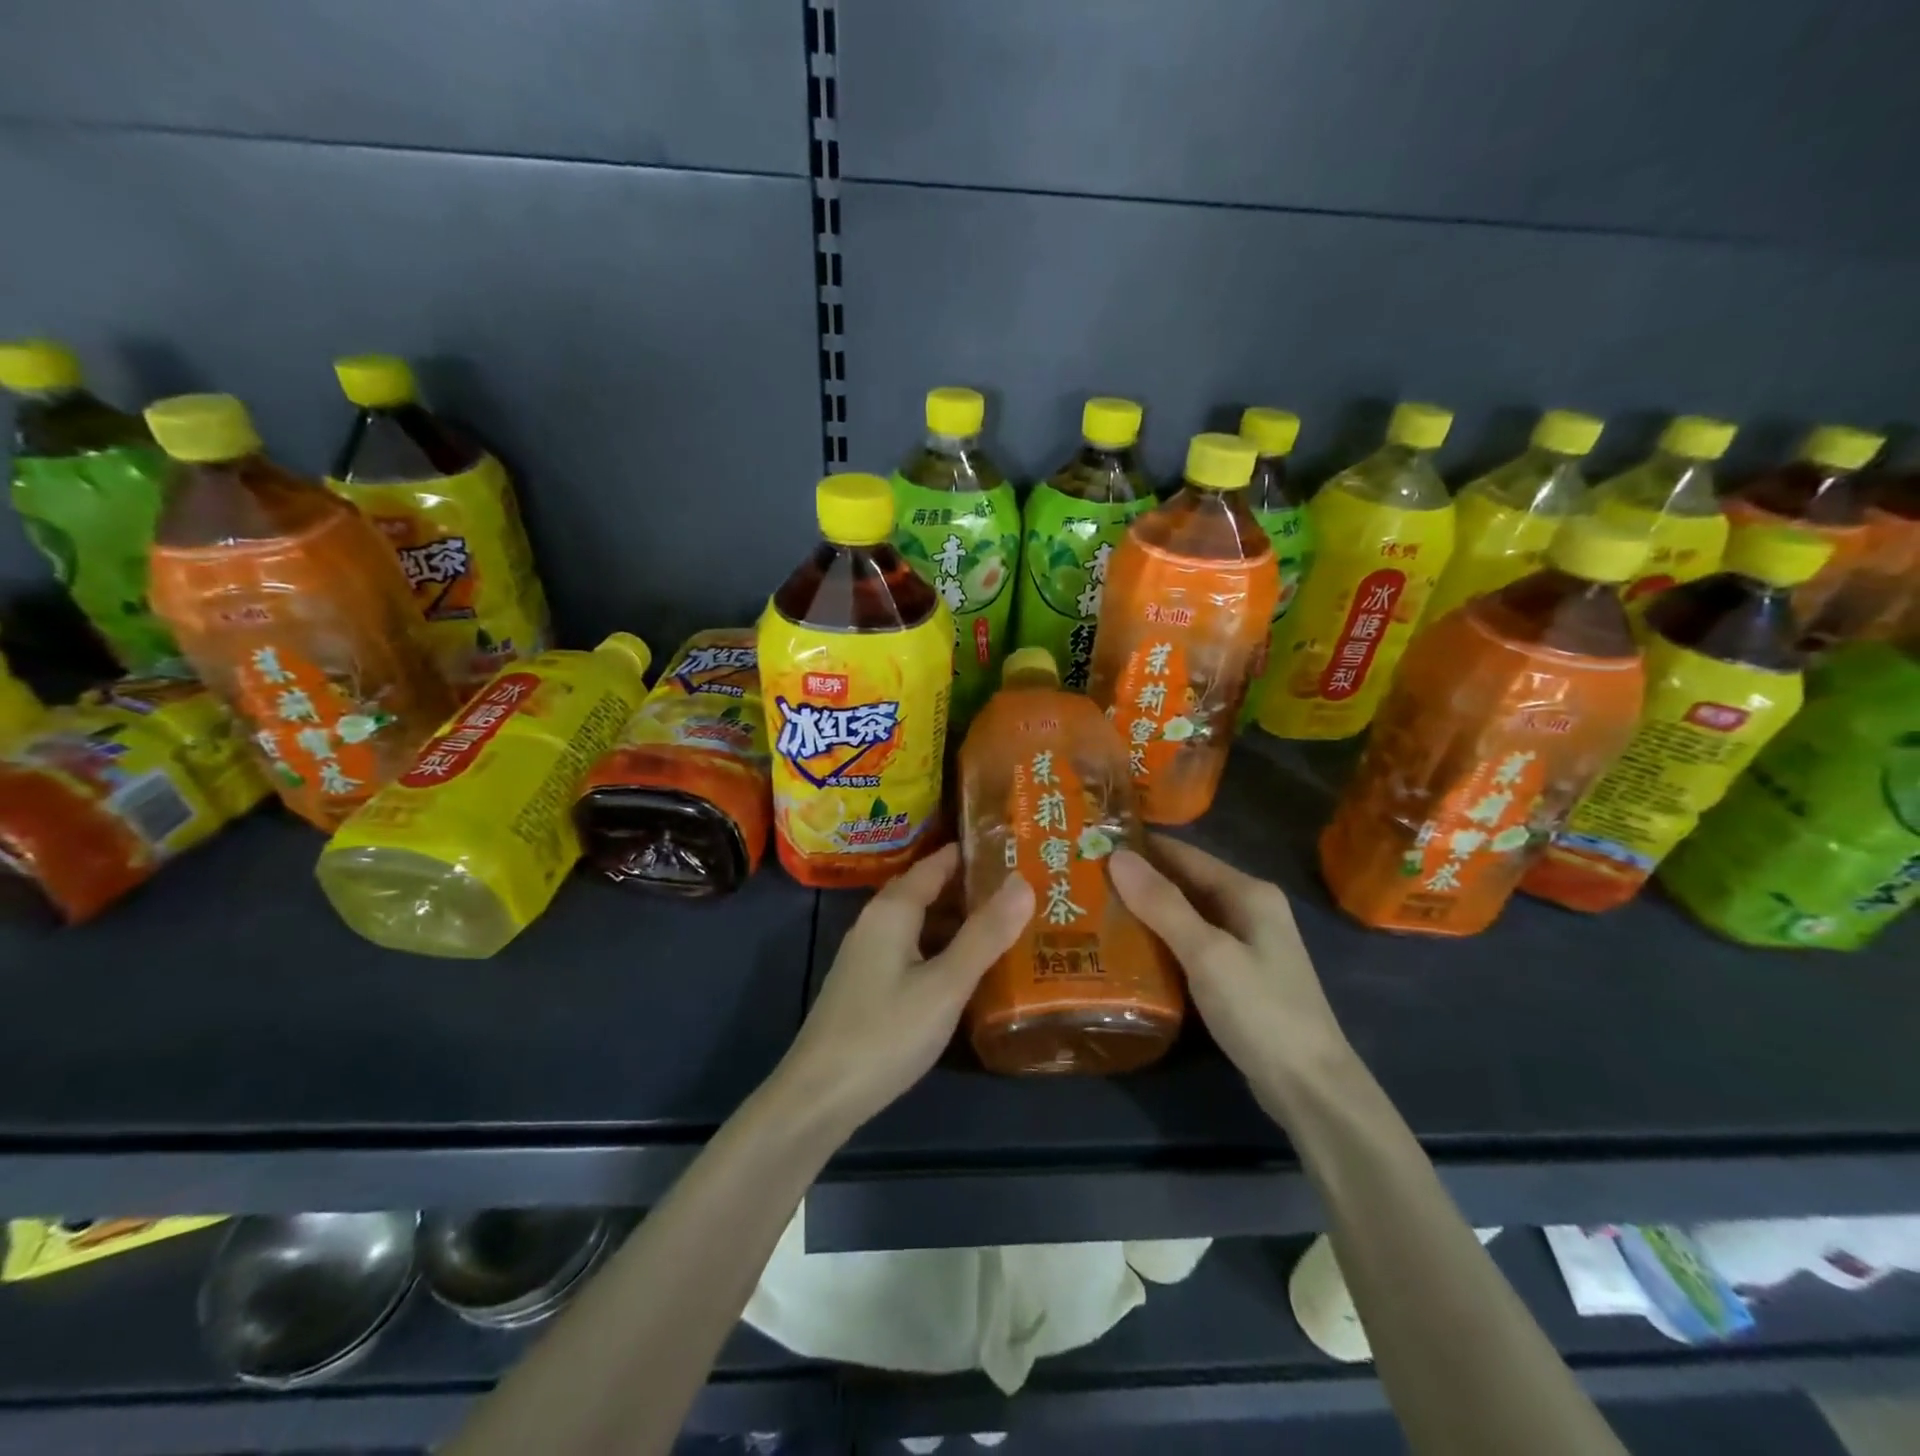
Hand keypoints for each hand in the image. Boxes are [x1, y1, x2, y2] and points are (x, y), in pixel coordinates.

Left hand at [776, 844, 1033, 1136]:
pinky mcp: (869, 985)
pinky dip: (945, 949)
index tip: (1017, 848)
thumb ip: (985, 935)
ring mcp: (869, 955)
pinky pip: (914, 951)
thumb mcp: (945, 985)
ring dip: (961, 922)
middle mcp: (877, 922)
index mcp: (892, 910)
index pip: (937, 863)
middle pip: (930, 891)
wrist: (818, 1097)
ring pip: (923, 924)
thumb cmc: (885, 1033)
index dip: (974, 854)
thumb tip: (1022, 881)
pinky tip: (971, 969)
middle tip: (1027, 889)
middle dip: (974, 889)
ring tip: (1011, 924)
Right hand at [1109, 836, 1351, 1105]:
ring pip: (1184, 917)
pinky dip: (1160, 943)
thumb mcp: (1207, 953)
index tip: (1091, 845)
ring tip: (1093, 911)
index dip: (1139, 848)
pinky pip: (1190, 946)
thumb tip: (1117, 856)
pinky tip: (1126, 952)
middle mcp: (1249, 910)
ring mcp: (1245, 946)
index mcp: (1248, 892)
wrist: (1311, 1089)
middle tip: (1082, 881)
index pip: (1183, 854)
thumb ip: (1162, 904)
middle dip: (1137, 881)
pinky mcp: (1237, 977)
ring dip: (1144, 914)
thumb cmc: (1260, 1011)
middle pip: (1183, 884)